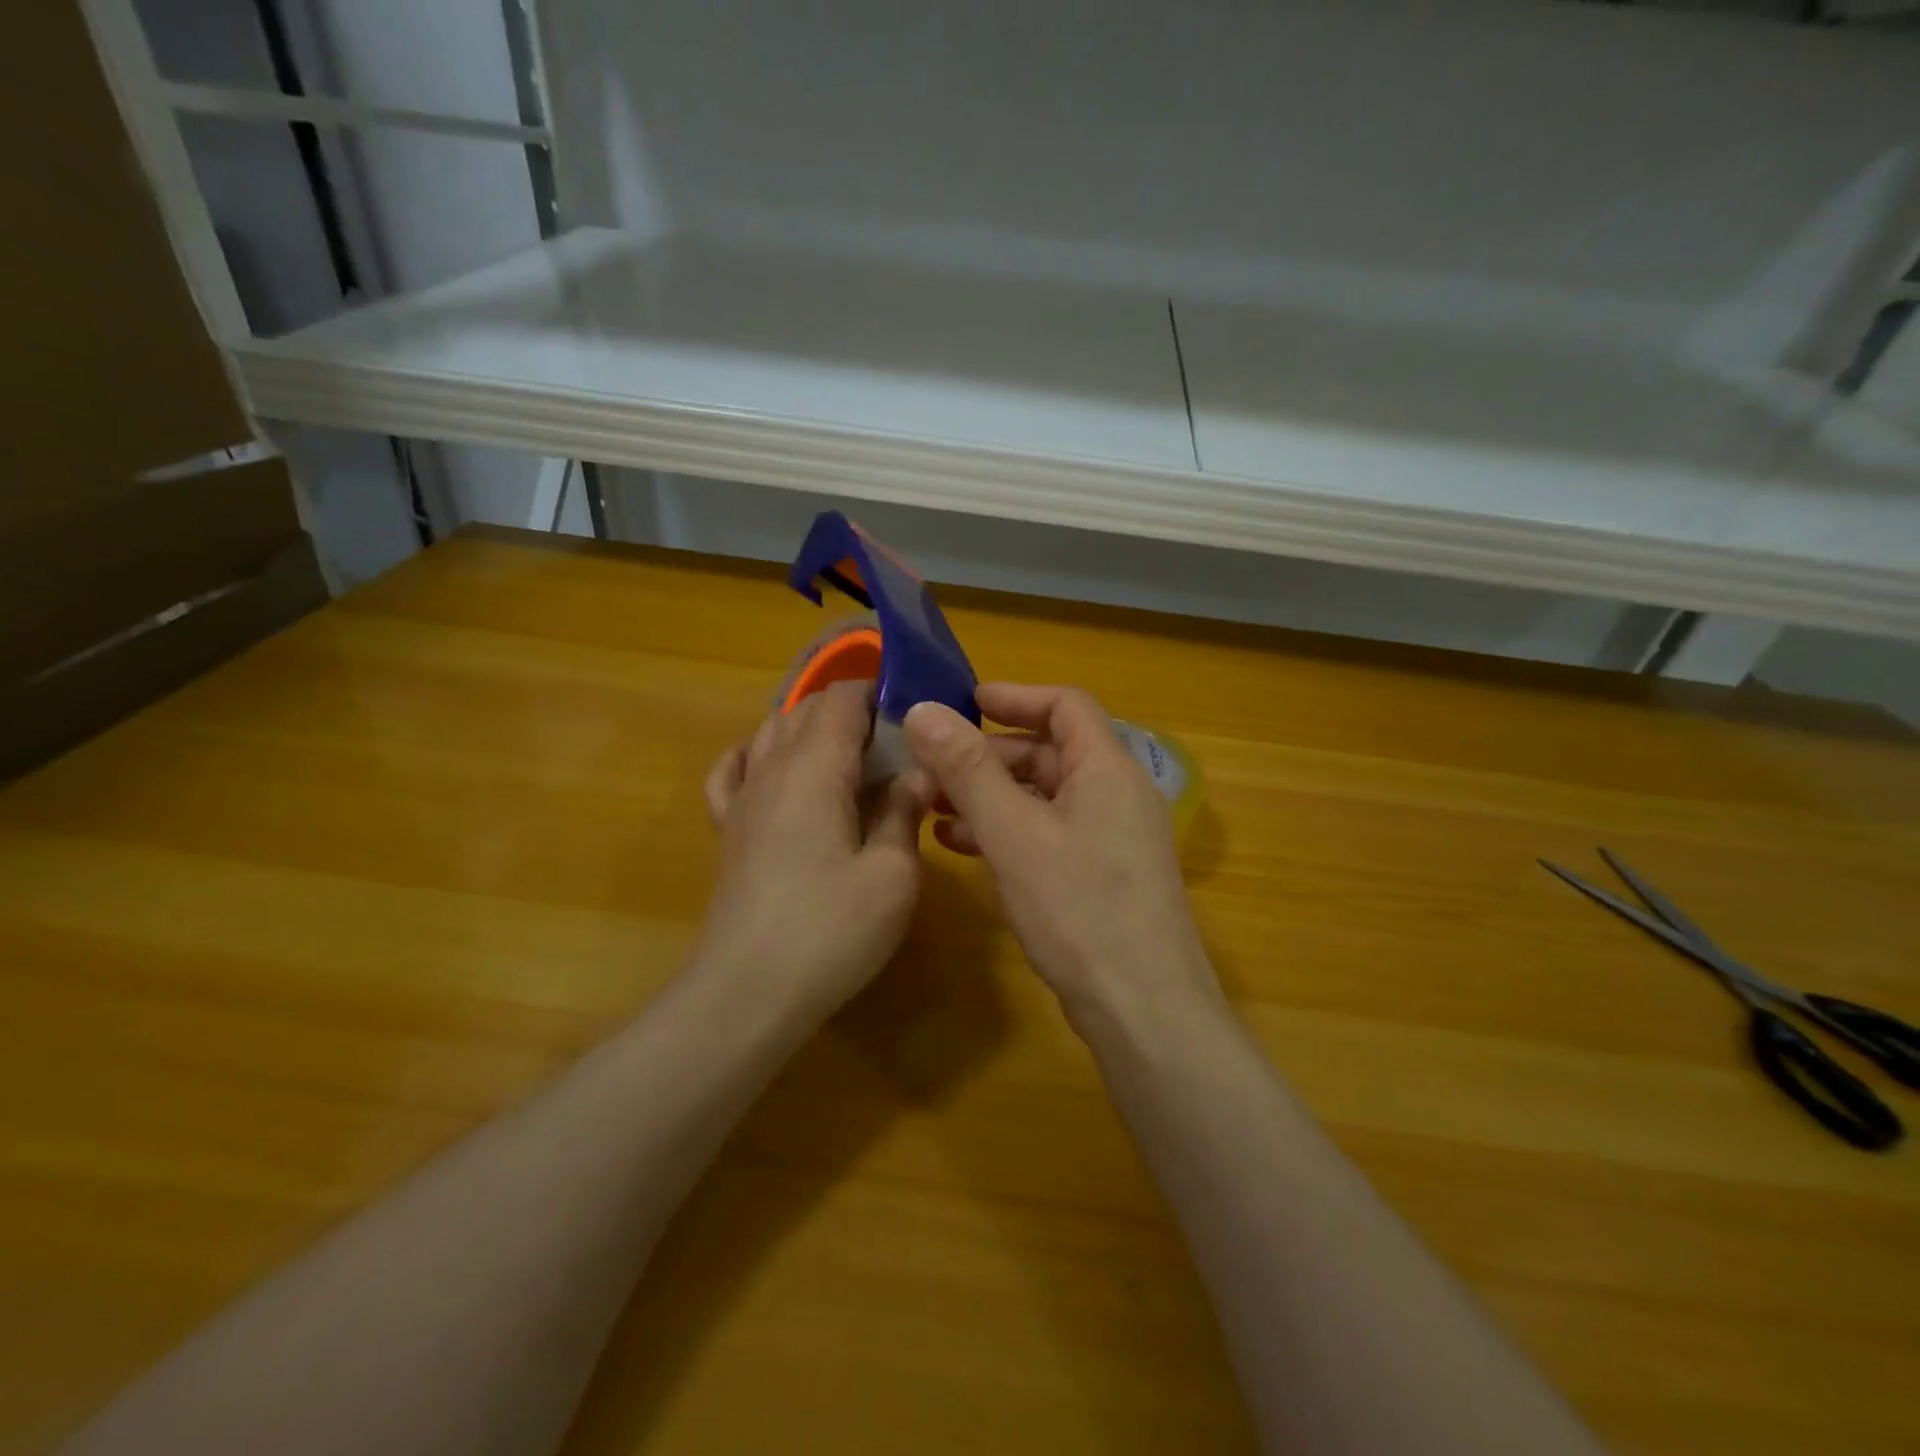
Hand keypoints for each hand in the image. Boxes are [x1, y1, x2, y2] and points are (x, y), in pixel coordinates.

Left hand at [697, 681, 926, 1021]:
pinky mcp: (728, 830)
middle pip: (806, 709)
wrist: (746, 993)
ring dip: (812, 729)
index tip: (916, 709)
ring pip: (771, 732)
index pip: (842, 698)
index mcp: (816, 768)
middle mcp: (772, 769)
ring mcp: (743, 799)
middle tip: (898, 741)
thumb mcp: (892, 876)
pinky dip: (756, 754)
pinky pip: (733, 771)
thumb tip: (916, 775)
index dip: (879, 690)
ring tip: (852, 755)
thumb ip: (904, 814)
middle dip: (852, 710)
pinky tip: (773, 766)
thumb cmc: (829, 931)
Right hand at [902, 683, 1220, 1030]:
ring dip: (993, 796)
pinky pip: (1051, 834)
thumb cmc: (1080, 910)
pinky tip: (965, 849)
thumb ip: (968, 770)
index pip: (1066, 705)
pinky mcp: (1104, 876)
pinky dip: (1009, 831)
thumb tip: (923, 711)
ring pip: (1046, 797)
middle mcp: (1118, 794)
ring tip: (935, 810)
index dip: (1015, 696)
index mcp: (1108, 769)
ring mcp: (1114, 839)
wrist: (1143, 1010)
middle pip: (1052, 751)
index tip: (964, 703)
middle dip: (990, 755)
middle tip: (935, 768)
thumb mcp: (1014, 834)